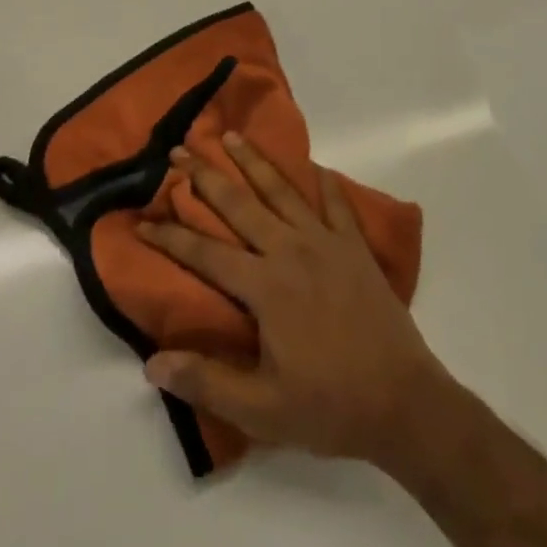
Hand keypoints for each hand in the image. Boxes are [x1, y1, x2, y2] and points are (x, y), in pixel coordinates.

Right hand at [136, 133, 454, 468]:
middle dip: (204, 176)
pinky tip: (315, 166)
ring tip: (231, 135)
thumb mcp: (262, 411)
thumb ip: (207, 382)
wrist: (405, 402)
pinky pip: (336, 204)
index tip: (140, 219)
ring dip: (253, 161)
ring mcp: (326, 242)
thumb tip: (151, 363)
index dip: (169, 236)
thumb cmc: (330, 406)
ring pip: (282, 190)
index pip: (205, 252)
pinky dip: (324, 182)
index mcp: (264, 286)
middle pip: (239, 204)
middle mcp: (290, 250)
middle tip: (178, 150)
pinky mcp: (355, 247)